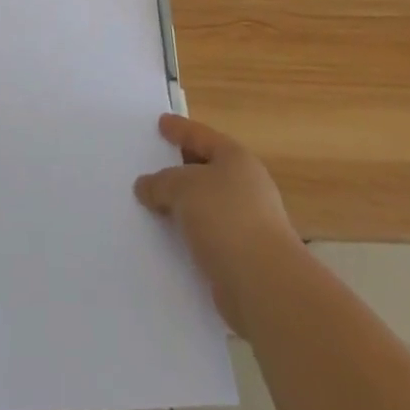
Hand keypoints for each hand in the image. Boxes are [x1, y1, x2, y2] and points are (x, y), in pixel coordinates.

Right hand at [134, 113, 304, 336]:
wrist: (265, 286)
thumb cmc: (226, 219)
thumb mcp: (183, 188)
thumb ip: (161, 183)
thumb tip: (145, 186)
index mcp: (236, 159)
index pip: (201, 136)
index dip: (179, 129)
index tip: (160, 123)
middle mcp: (246, 186)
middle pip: (206, 169)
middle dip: (179, 169)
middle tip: (152, 164)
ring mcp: (248, 223)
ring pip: (206, 205)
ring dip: (183, 206)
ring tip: (153, 204)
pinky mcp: (243, 257)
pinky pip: (207, 235)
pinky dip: (189, 234)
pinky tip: (168, 239)